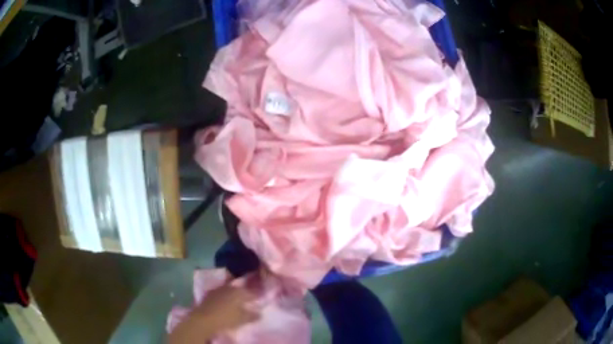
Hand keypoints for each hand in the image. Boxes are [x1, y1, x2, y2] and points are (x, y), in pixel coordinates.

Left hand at [169, 286, 257, 342]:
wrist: (204, 319)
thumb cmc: (226, 319)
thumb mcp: (242, 319)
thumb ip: (252, 315)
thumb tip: (260, 313)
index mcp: (238, 291)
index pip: (250, 292)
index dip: (255, 296)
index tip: (259, 300)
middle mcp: (228, 287)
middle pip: (239, 289)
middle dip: (243, 294)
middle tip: (248, 300)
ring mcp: (217, 289)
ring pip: (228, 290)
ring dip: (233, 295)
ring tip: (236, 302)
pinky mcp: (209, 294)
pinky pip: (220, 294)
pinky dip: (224, 297)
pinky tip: (225, 304)